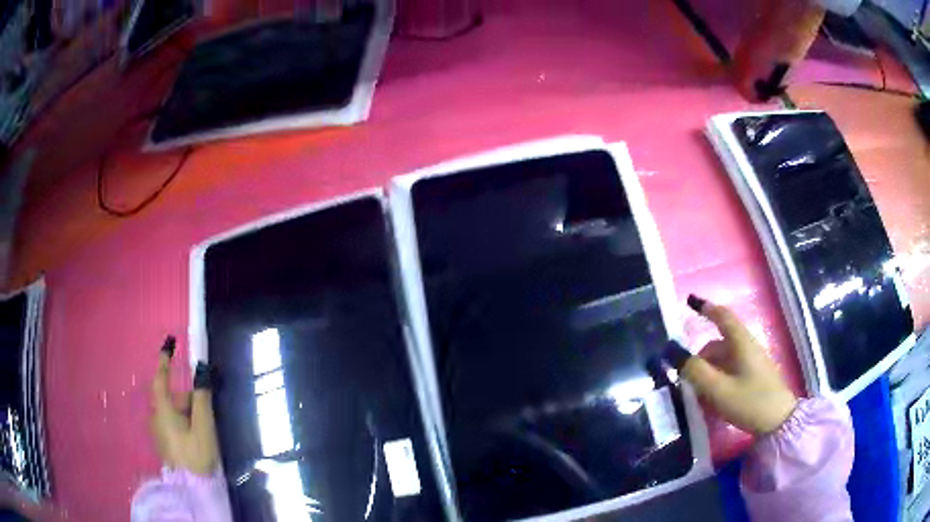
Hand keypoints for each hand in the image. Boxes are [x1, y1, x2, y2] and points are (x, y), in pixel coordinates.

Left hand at [150, 340, 219, 475]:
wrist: (191, 489)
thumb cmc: (196, 455)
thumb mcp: (203, 426)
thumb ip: (202, 397)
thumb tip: (202, 369)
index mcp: (163, 410)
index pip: (161, 378)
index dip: (165, 360)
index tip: (169, 343)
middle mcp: (156, 417)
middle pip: (173, 398)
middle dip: (190, 401)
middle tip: (208, 415)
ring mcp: (158, 432)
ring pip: (174, 413)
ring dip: (189, 415)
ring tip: (206, 433)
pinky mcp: (163, 443)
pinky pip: (173, 424)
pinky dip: (185, 424)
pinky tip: (197, 441)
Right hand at [669, 295, 798, 435]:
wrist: (779, 421)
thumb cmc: (749, 402)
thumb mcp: (718, 389)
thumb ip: (695, 371)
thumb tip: (671, 351)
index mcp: (741, 343)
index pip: (723, 316)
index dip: (706, 307)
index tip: (689, 301)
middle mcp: (747, 347)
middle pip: (719, 343)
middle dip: (700, 357)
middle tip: (685, 379)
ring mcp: (752, 361)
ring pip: (724, 358)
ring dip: (708, 371)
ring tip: (697, 393)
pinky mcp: (754, 375)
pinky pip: (730, 369)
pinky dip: (717, 377)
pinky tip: (712, 397)